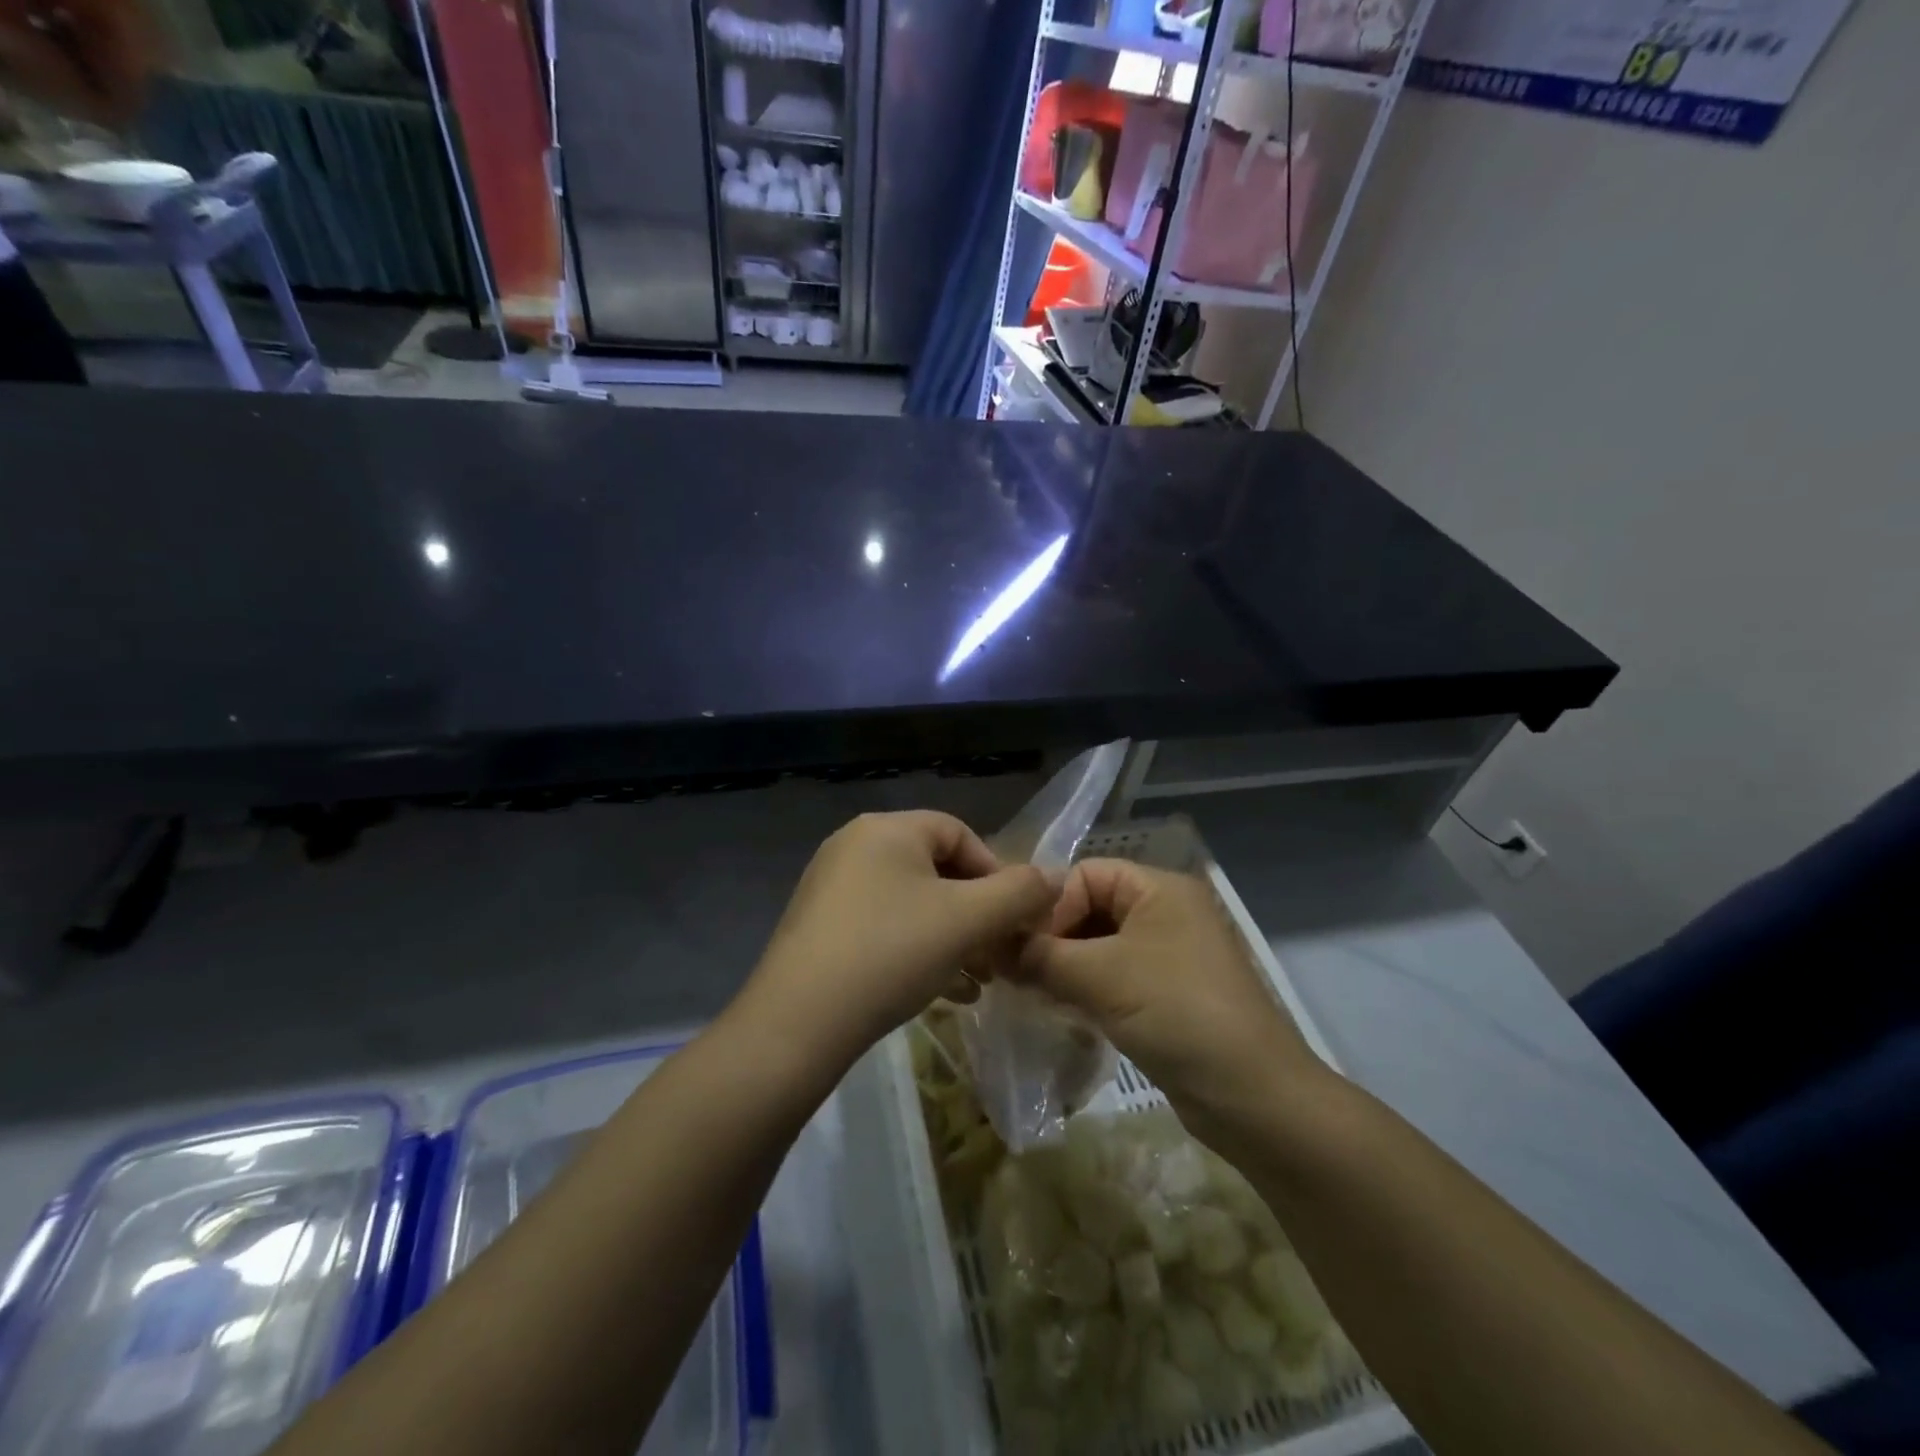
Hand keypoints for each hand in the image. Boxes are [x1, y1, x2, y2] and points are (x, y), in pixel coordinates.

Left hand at [737, 811, 1060, 1071]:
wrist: (797, 1022)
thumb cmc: (890, 953)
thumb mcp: (967, 920)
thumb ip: (1019, 893)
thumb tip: (1055, 878)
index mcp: (887, 829)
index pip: (959, 833)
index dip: (997, 872)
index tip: (1015, 918)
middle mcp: (854, 846)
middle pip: (935, 870)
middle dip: (976, 912)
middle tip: (999, 954)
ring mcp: (831, 887)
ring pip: (911, 904)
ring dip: (952, 937)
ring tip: (977, 979)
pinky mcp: (819, 927)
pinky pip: (883, 927)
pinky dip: (917, 950)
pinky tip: (940, 992)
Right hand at [1018, 859, 1322, 1127]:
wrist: (1254, 1098)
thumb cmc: (1178, 1014)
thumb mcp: (1102, 977)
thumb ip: (1041, 955)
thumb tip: (993, 944)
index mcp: (1158, 888)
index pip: (1085, 874)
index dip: (1049, 905)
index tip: (1019, 947)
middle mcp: (1164, 912)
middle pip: (1090, 908)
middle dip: (1051, 937)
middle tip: (1013, 971)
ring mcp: (1166, 956)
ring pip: (1098, 946)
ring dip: (1062, 965)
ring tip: (1028, 991)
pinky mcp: (1165, 995)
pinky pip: (1112, 977)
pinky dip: (1083, 988)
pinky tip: (1057, 1009)